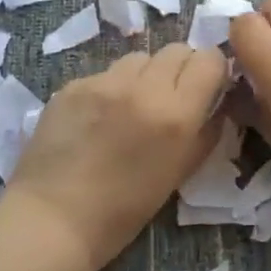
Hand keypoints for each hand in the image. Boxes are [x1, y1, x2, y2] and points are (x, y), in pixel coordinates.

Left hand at [9, 44, 230, 270]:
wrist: (52, 221)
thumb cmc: (124, 210)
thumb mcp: (180, 173)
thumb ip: (205, 132)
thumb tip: (217, 105)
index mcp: (176, 114)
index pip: (209, 59)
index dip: (212, 70)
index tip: (206, 88)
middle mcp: (144, 88)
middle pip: (177, 50)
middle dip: (181, 68)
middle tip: (170, 97)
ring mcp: (105, 82)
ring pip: (140, 57)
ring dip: (145, 75)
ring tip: (132, 105)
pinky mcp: (74, 83)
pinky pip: (106, 73)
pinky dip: (111, 88)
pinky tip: (98, 117)